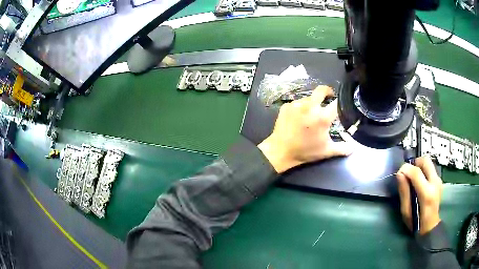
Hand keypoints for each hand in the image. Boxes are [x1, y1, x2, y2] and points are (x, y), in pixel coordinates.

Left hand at [258, 86, 352, 172]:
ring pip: (308, 97)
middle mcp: (310, 106)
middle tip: (329, 97)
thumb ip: (342, 148)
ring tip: (311, 113)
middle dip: (327, 91)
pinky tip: (298, 117)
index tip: (341, 104)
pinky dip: (300, 107)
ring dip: (312, 102)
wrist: (281, 151)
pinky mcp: (286, 106)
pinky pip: (297, 103)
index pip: (337, 103)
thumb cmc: (306, 151)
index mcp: (322, 117)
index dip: (341, 103)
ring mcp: (296, 105)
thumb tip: (353, 148)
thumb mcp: (327, 151)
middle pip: (321, 90)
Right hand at [396, 156, 441, 234]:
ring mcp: (439, 180)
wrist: (430, 227)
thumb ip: (404, 192)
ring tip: (413, 178)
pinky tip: (420, 182)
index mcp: (427, 193)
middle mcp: (435, 183)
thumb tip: (399, 174)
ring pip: (428, 163)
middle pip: (425, 161)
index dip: (406, 169)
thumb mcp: (406, 211)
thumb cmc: (416, 223)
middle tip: (408, 173)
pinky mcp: (439, 180)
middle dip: (415, 163)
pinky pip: (430, 168)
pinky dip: (423, 171)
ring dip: (419, 166)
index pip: (416, 172)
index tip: (399, 172)